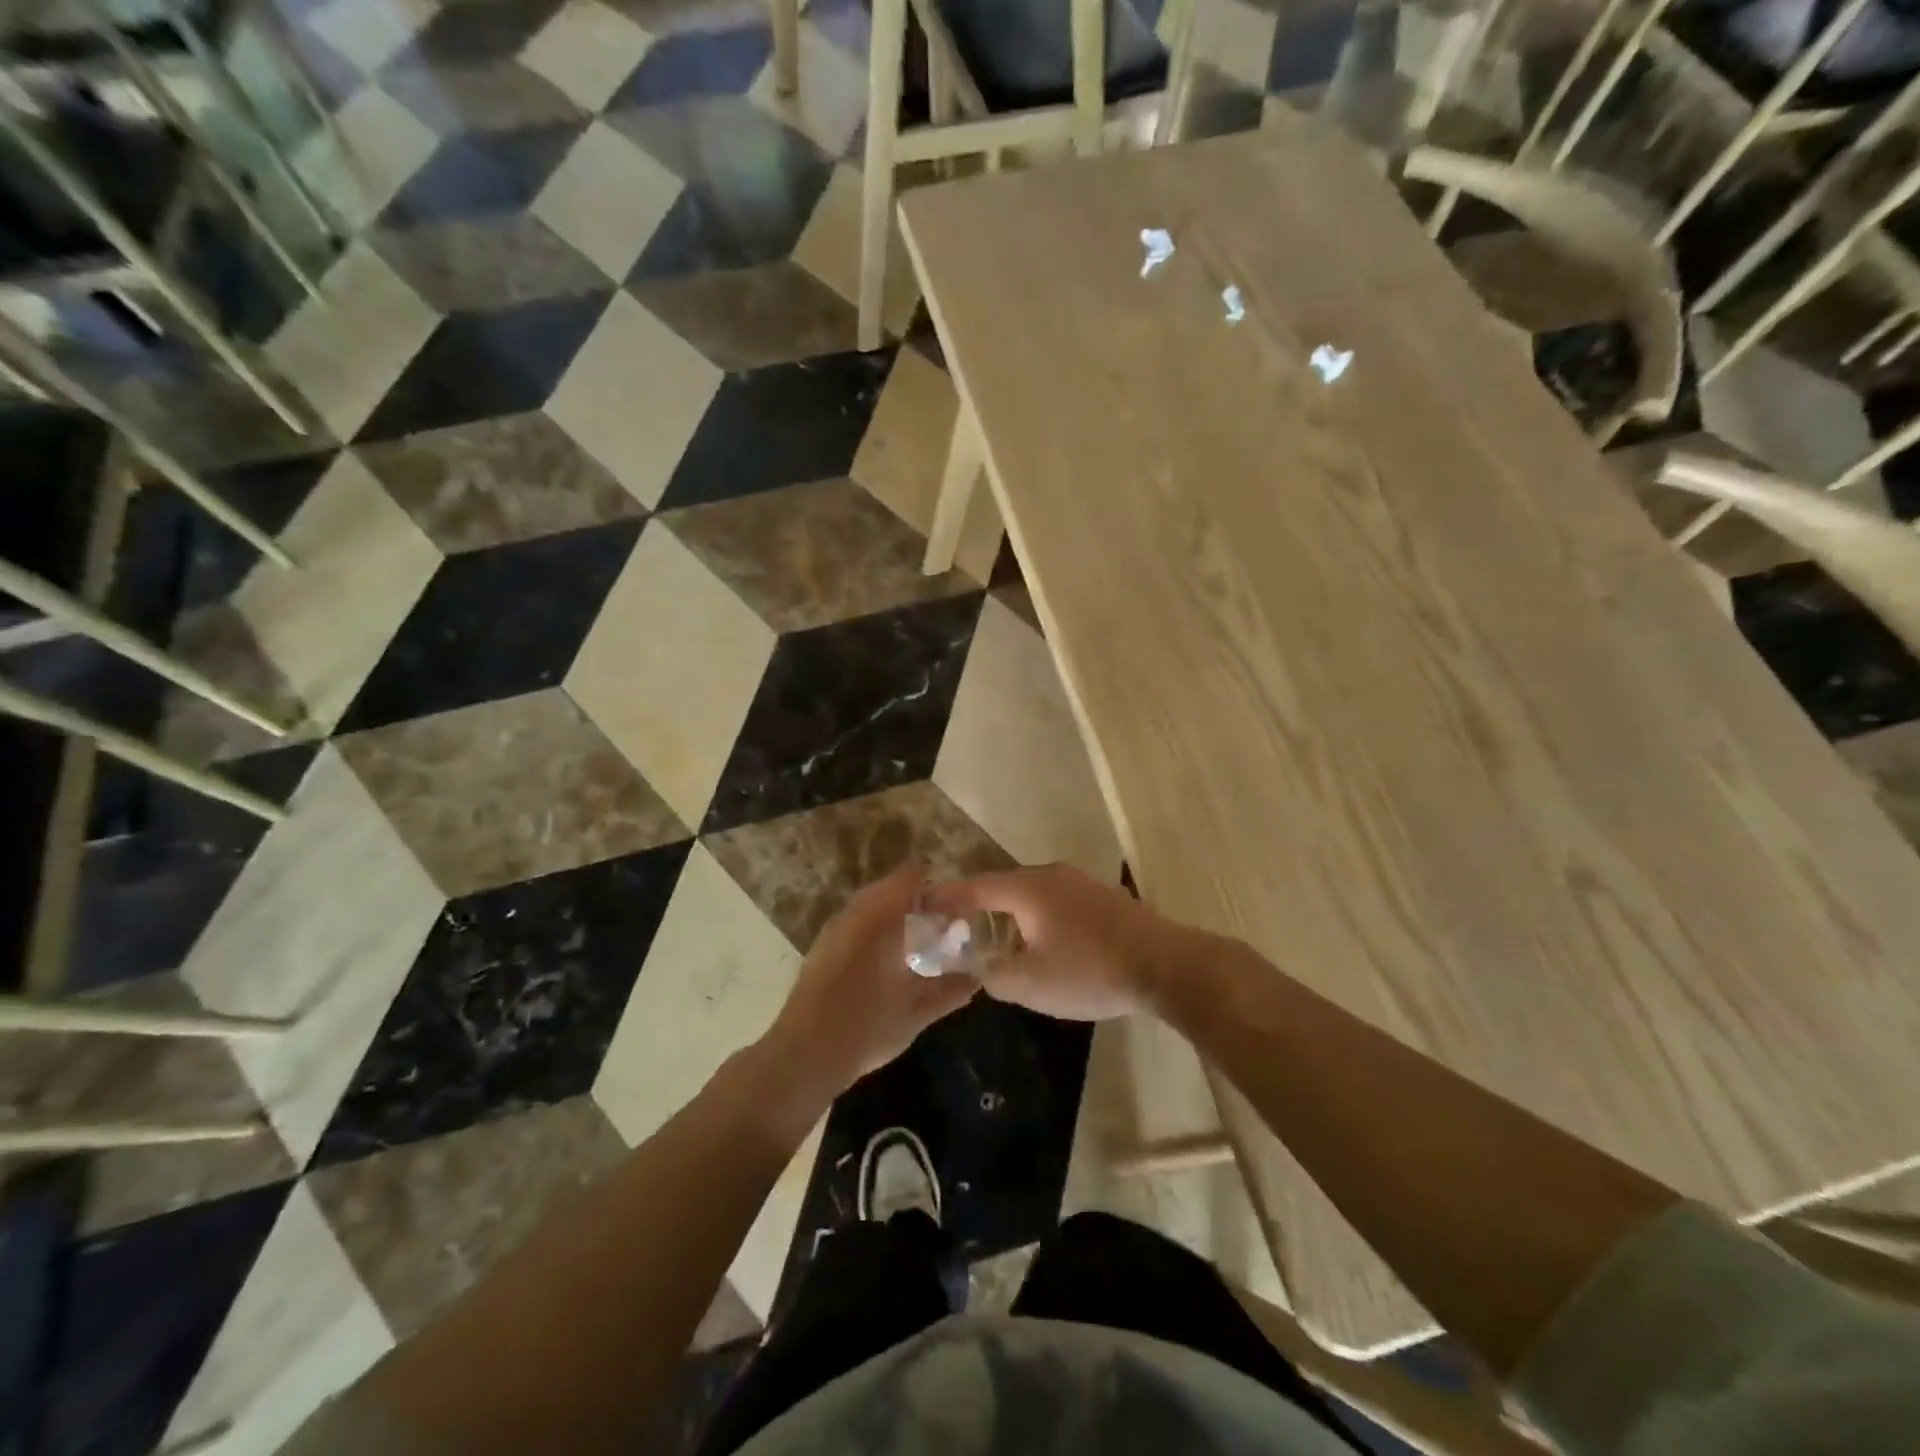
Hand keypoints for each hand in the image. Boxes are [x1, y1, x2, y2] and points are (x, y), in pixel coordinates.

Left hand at [762, 866, 978, 1096]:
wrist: (805, 1054)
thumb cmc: (867, 1025)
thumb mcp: (916, 1012)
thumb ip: (949, 991)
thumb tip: (975, 979)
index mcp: (881, 916)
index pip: (912, 876)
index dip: (937, 888)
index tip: (955, 912)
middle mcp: (856, 913)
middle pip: (892, 889)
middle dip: (918, 906)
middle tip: (941, 933)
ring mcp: (834, 930)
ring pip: (872, 908)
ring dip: (896, 920)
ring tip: (917, 950)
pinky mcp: (822, 949)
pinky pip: (856, 926)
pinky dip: (876, 934)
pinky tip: (888, 966)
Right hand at [929, 864, 1202, 1020]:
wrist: (1165, 965)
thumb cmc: (1090, 970)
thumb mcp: (1031, 984)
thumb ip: (993, 974)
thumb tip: (978, 965)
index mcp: (1027, 889)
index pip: (975, 886)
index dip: (948, 895)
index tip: (924, 902)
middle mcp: (1051, 875)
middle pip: (1004, 886)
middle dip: (980, 906)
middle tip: (961, 927)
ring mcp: (1081, 883)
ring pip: (1034, 894)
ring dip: (1013, 914)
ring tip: (1002, 940)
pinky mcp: (1105, 897)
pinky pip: (1059, 902)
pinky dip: (1042, 918)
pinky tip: (1048, 944)